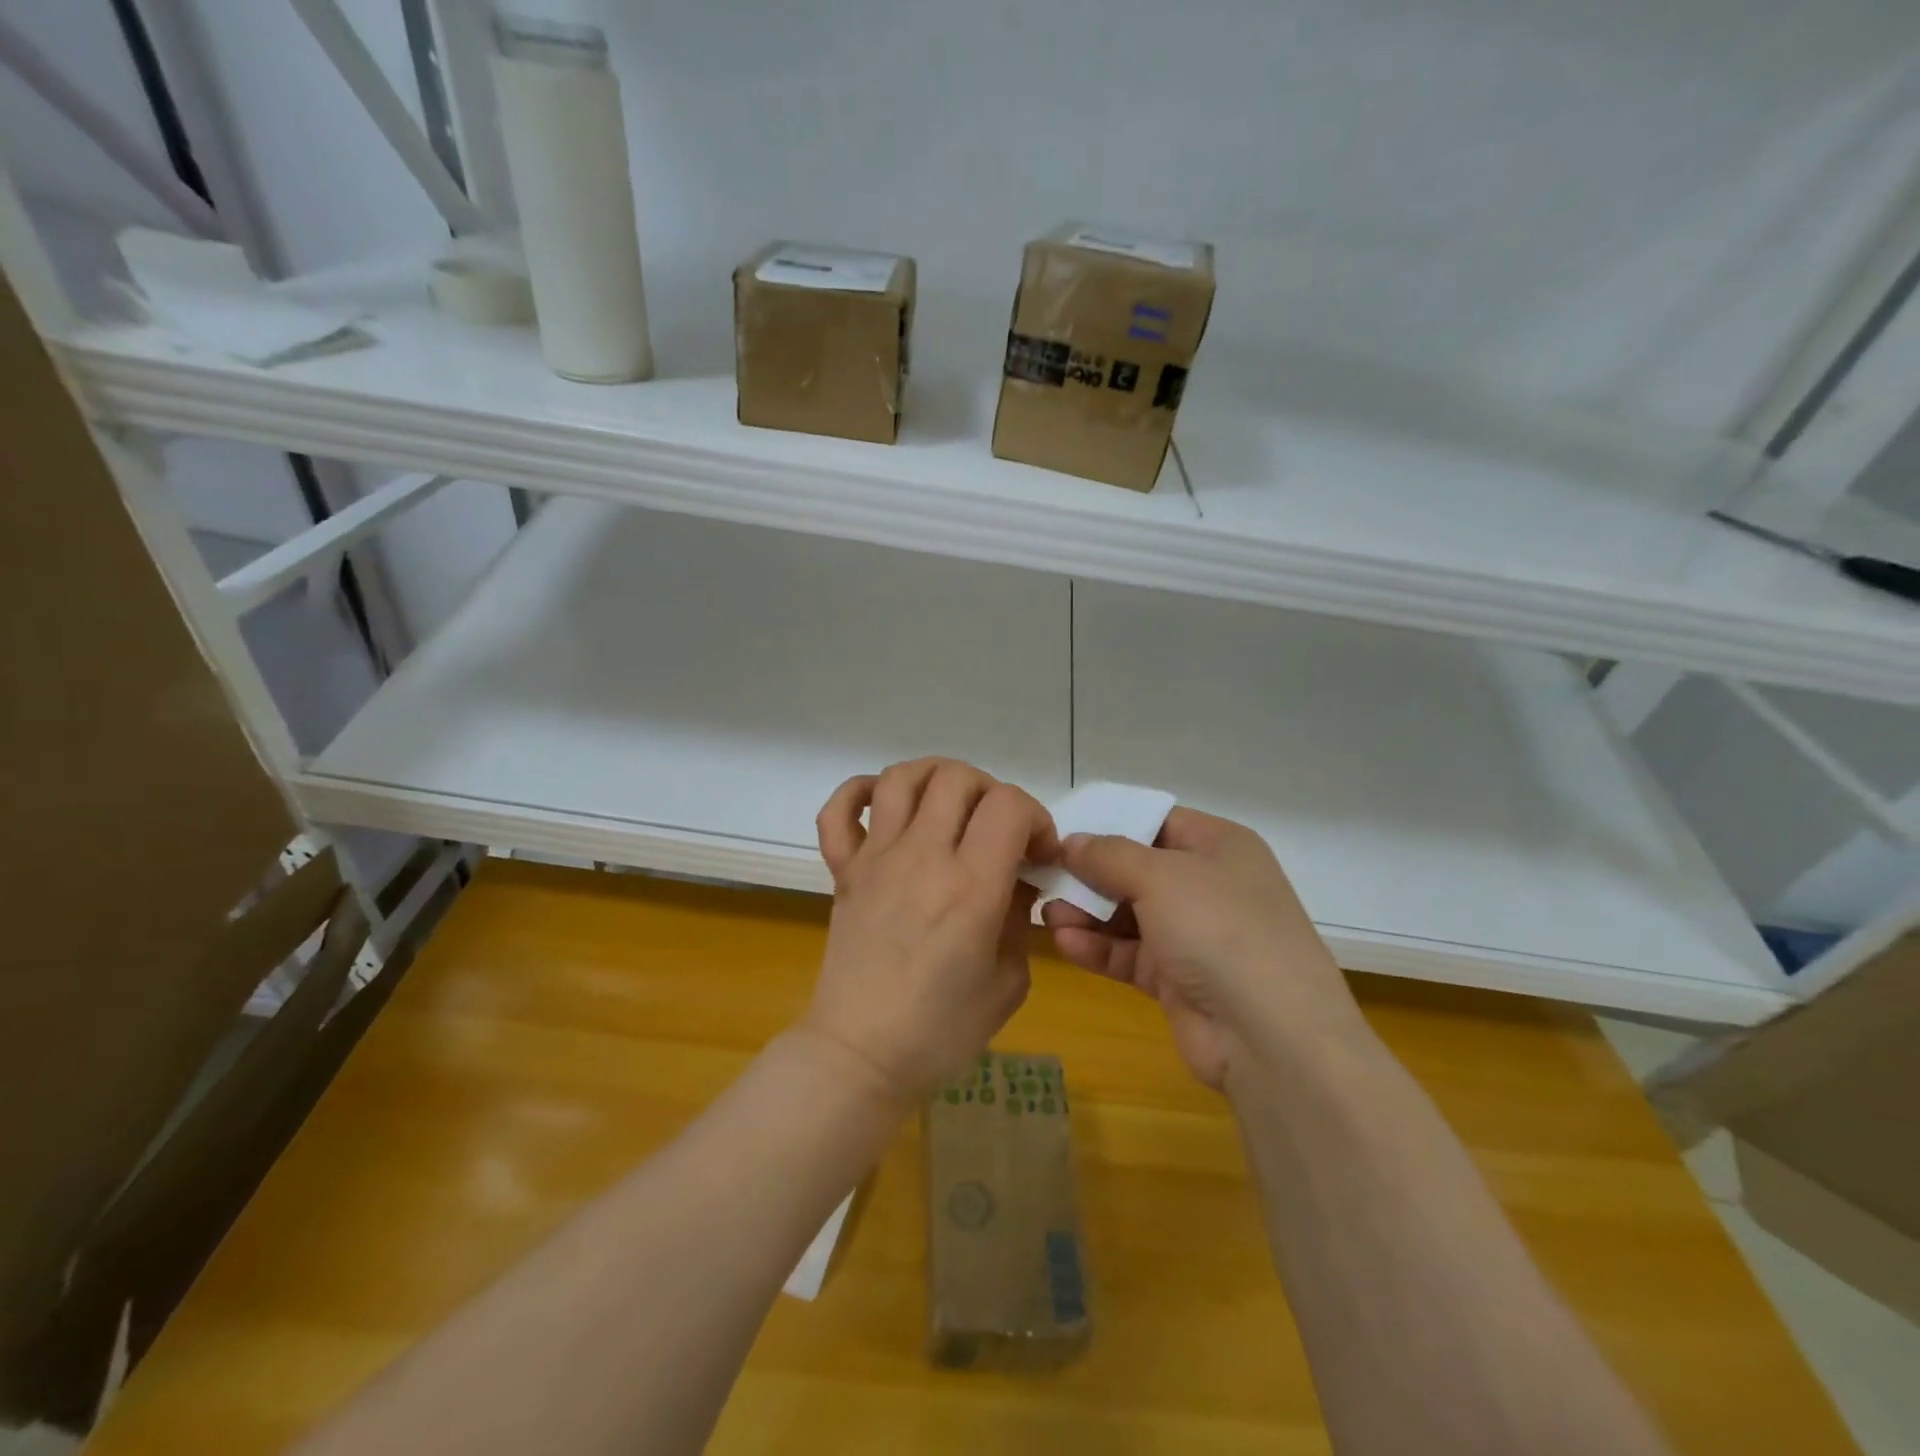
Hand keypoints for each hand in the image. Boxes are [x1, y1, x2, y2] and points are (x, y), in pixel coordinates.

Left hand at [807, 758, 1057, 1107]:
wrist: (862, 1055)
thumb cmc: (943, 1031)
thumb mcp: (1008, 980)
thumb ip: (1018, 917)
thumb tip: (1016, 878)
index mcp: (971, 887)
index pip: (1009, 805)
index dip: (1035, 817)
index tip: (1037, 853)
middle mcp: (923, 858)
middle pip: (958, 779)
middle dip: (991, 792)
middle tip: (997, 830)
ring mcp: (877, 859)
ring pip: (902, 778)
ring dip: (935, 777)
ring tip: (950, 805)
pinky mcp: (844, 870)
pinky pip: (839, 811)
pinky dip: (860, 792)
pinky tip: (884, 806)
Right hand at [1042, 808, 1360, 1089]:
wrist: (1271, 1036)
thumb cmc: (1219, 928)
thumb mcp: (1160, 876)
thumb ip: (1108, 855)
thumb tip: (1072, 842)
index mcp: (1219, 846)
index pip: (1158, 821)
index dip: (1111, 822)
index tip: (1064, 830)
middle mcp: (1209, 885)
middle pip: (1138, 868)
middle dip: (1091, 873)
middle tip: (1045, 873)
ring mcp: (1195, 935)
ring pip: (1129, 913)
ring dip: (1088, 912)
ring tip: (1047, 912)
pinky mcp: (1178, 979)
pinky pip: (1130, 953)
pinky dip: (1098, 947)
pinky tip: (1064, 942)